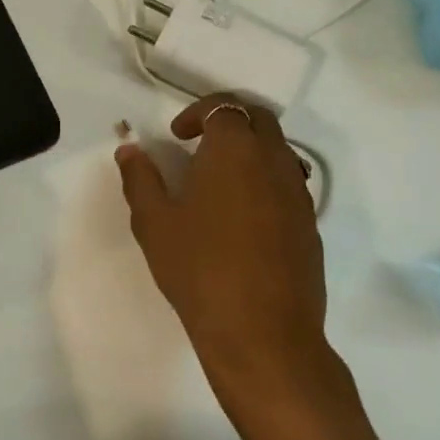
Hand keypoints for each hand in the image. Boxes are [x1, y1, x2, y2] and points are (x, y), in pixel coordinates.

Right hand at [115, 95, 349, 439]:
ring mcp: (298, 193)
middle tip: (197, 146)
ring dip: (249, 151)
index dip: (197, 113)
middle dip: (228, 121)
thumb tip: (130, 149)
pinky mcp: (310, 224)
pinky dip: (264, 180)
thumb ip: (140, 178)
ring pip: (278, 150)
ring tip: (217, 182)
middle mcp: (274, 161)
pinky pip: (287, 183)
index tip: (176, 136)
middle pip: (259, 118)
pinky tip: (240, 217)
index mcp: (235, 150)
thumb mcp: (154, 222)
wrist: (262, 332)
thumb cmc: (199, 268)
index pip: (224, 106)